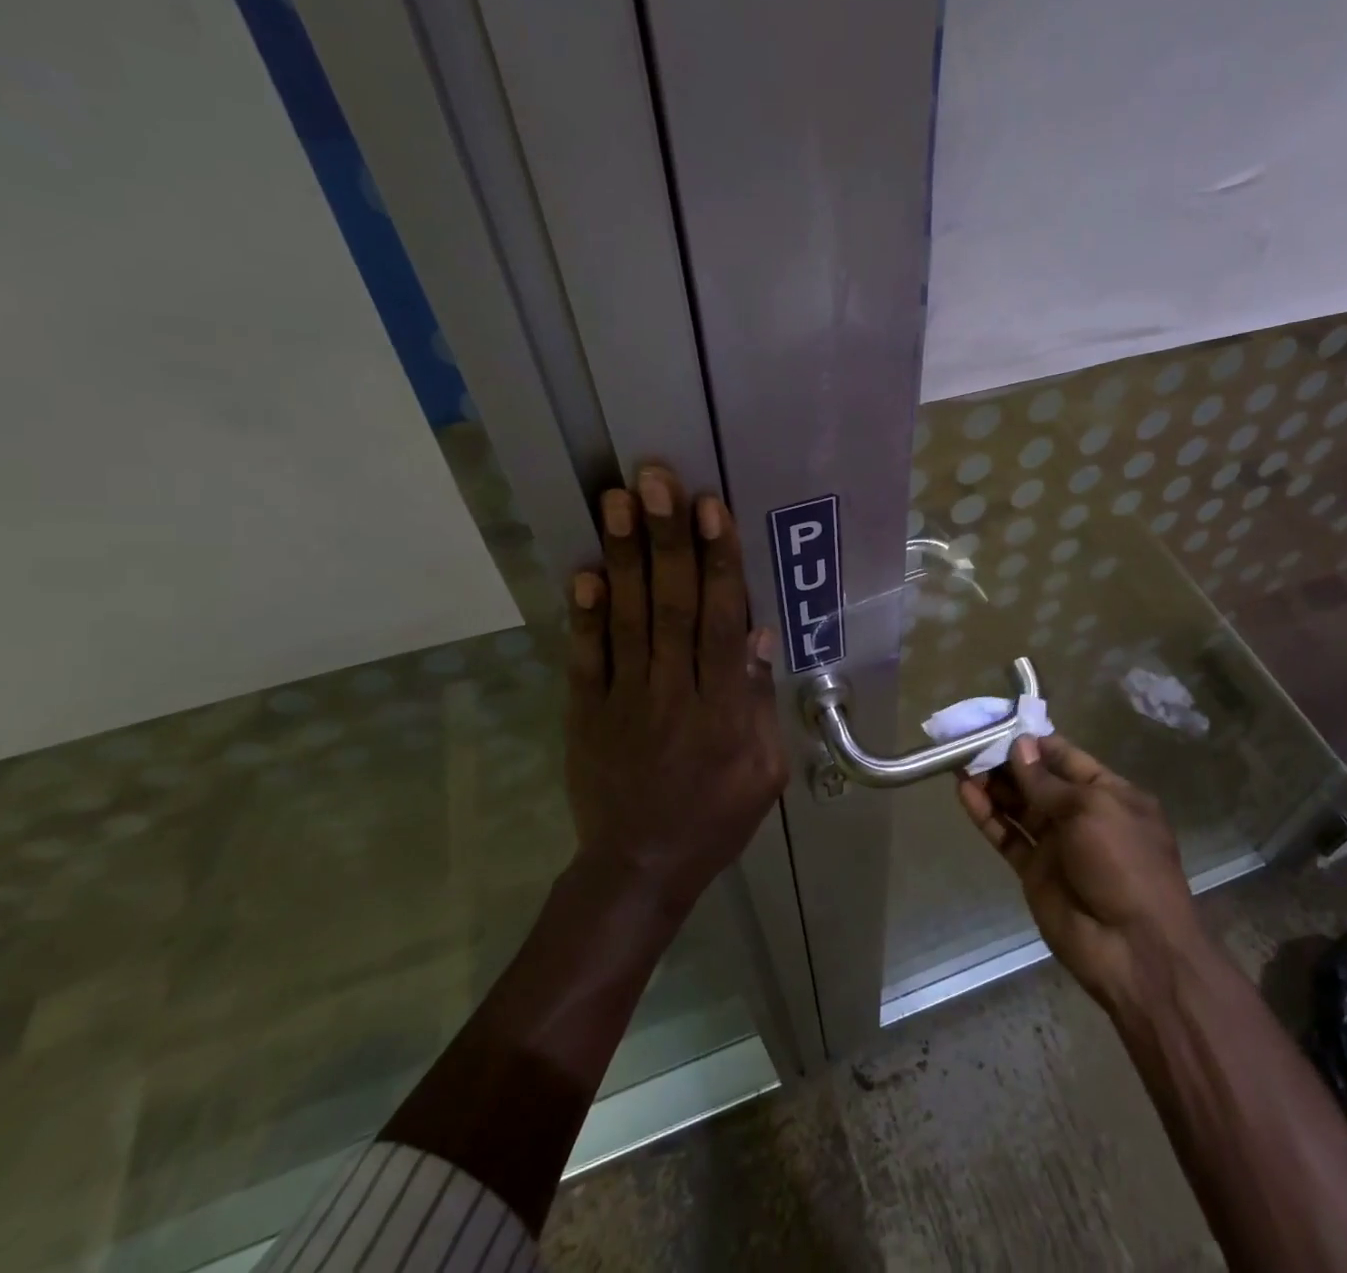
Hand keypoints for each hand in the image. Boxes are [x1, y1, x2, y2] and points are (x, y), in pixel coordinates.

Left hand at [566, 465, 786, 910]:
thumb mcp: (764, 770)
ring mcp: (624, 701)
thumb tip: (759, 636)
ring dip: (624, 557)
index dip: (718, 561)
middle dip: (667, 538)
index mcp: (723, 709)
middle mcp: (673, 693)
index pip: (723, 621)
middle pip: (673, 606)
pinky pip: (585, 659)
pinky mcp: (586, 713)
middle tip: (658, 479)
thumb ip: (758, 702)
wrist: (639, 869)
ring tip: (618, 500)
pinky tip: (583, 571)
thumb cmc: (716, 817)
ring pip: (628, 619)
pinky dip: (583, 615)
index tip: (711, 508)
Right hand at [957, 736, 1205, 1013]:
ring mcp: (1057, 843)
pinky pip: (1007, 835)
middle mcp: (1081, 814)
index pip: (1065, 756)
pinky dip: (986, 815)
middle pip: (1036, 779)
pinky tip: (964, 792)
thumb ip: (1048, 781)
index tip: (998, 722)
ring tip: (958, 760)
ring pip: (1017, 805)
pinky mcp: (1034, 870)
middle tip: (968, 739)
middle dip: (1005, 760)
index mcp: (1108, 793)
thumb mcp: (1091, 810)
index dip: (1033, 740)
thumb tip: (1019, 746)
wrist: (1133, 950)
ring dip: (991, 783)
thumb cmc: (1124, 865)